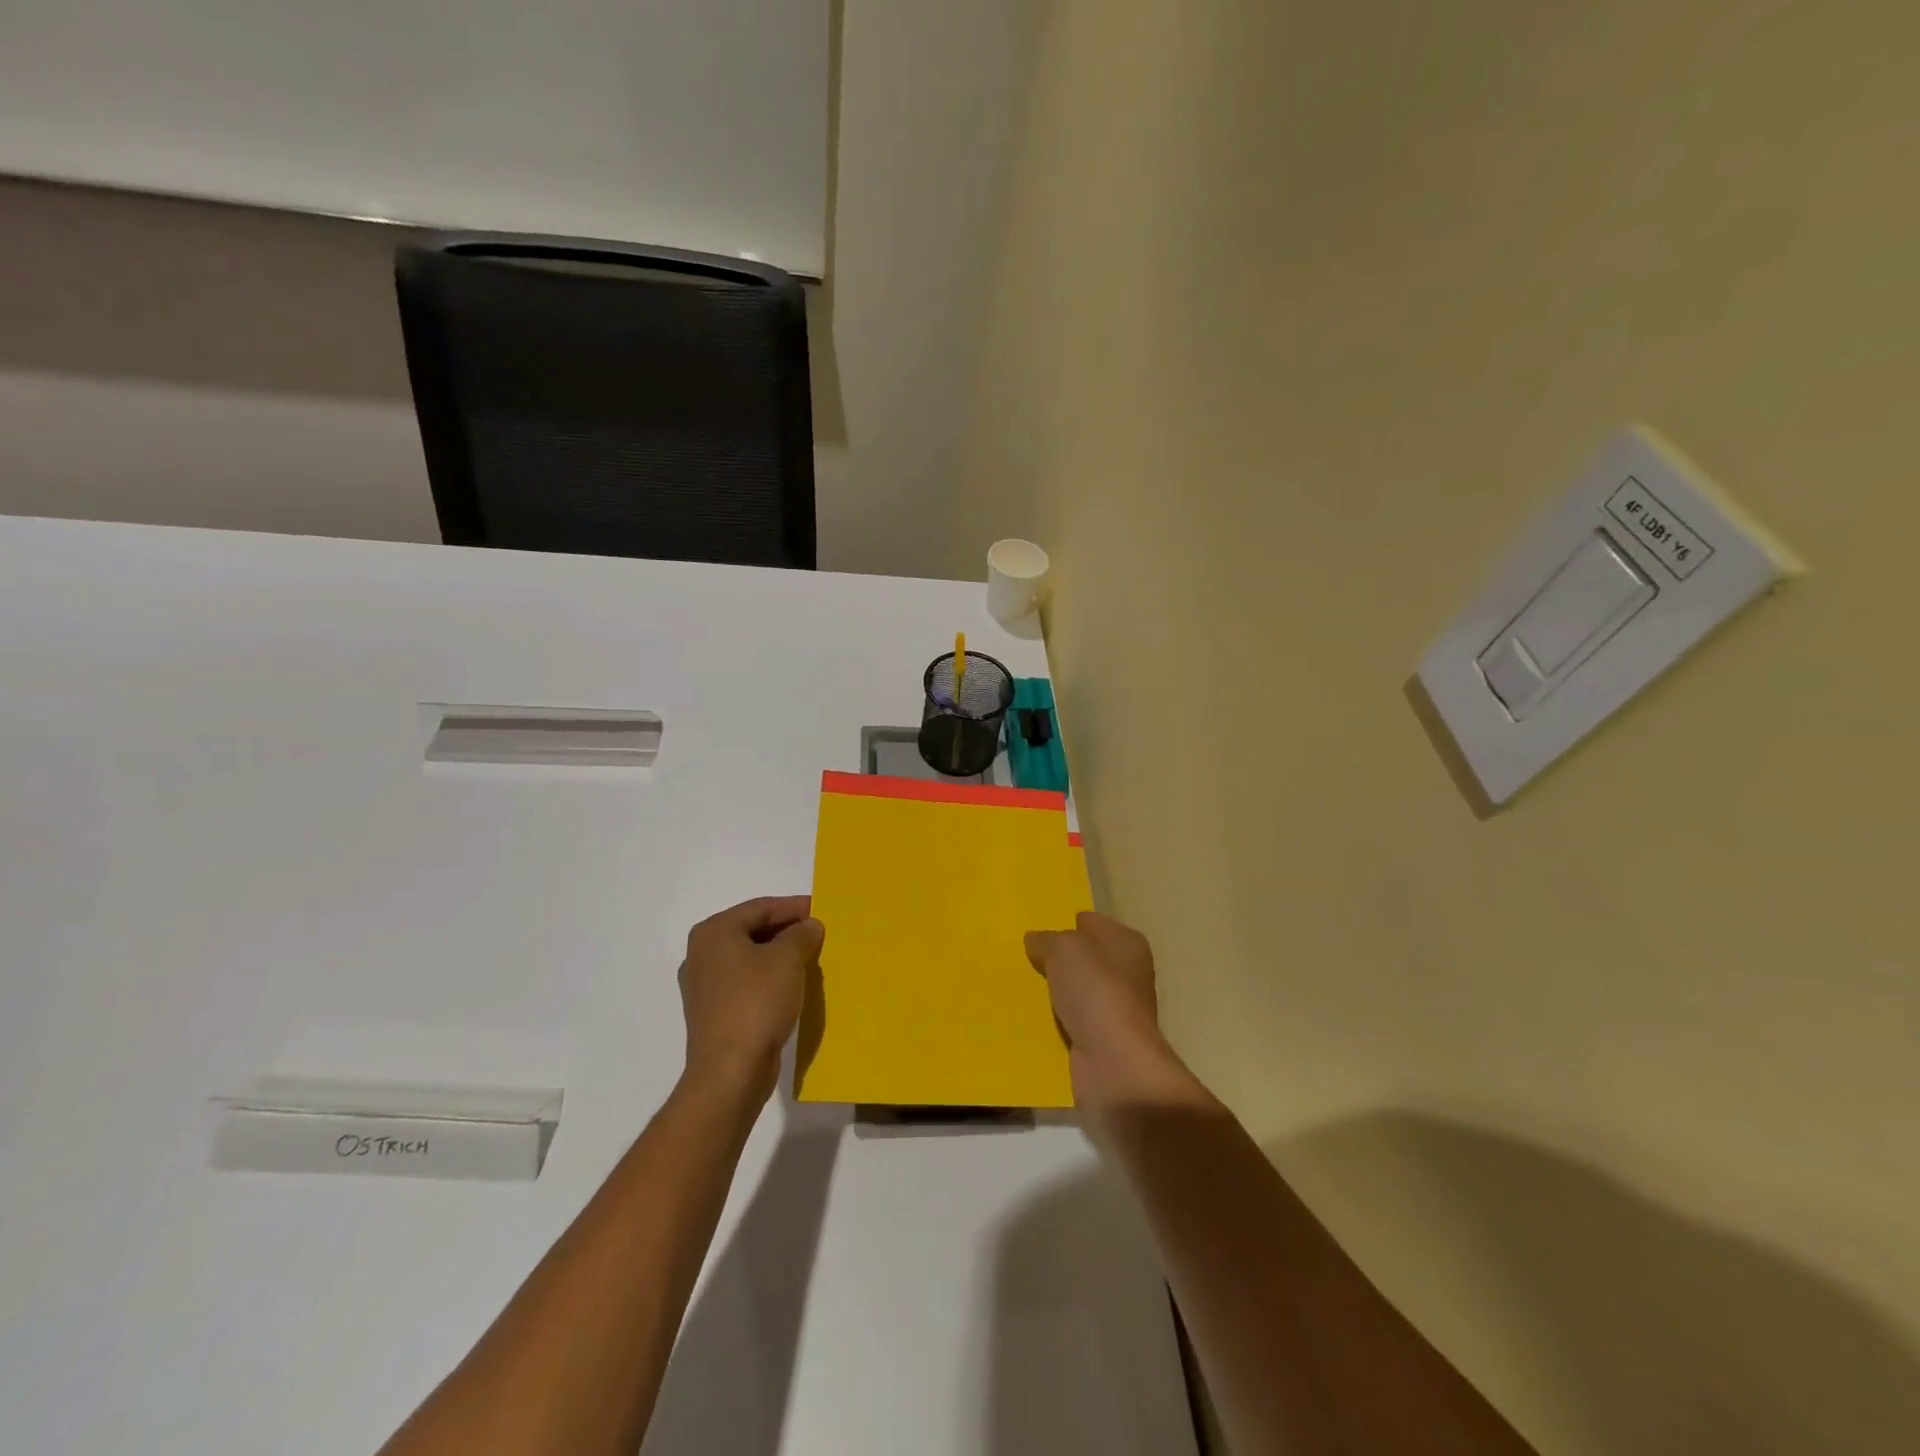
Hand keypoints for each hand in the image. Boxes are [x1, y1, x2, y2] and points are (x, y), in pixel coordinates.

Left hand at [678, 896, 823, 1103]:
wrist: (730, 1071)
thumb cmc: (757, 1003)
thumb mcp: (788, 959)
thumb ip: (801, 934)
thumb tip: (809, 926)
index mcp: (714, 932)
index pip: (761, 908)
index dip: (794, 907)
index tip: (822, 909)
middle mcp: (702, 954)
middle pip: (753, 931)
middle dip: (787, 931)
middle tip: (819, 934)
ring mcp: (705, 986)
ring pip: (750, 958)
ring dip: (780, 956)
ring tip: (810, 958)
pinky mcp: (713, 1013)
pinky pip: (746, 983)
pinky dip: (769, 979)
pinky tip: (792, 986)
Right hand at [1025, 912, 1205, 1113]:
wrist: (1114, 1062)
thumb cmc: (1095, 992)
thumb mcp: (1064, 949)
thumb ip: (1047, 939)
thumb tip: (1035, 939)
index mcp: (1126, 942)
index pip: (1091, 921)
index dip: (1066, 923)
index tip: (1037, 929)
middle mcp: (1127, 972)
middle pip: (1084, 956)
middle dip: (1056, 957)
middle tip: (1022, 957)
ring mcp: (1116, 1007)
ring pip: (1076, 989)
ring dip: (1054, 990)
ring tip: (1019, 985)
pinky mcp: (1103, 1038)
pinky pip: (1072, 1019)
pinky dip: (1055, 1019)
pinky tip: (1030, 1017)